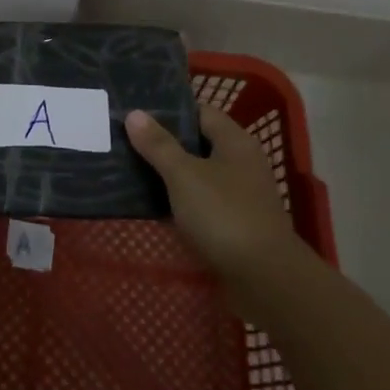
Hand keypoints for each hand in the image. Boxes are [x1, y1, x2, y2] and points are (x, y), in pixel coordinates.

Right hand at [126, 105, 304, 289]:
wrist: (264, 278)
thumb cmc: (224, 215)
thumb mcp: (184, 175)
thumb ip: (158, 145)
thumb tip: (134, 113)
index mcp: (235, 142)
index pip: (200, 112)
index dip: (170, 110)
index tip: (136, 112)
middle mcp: (240, 163)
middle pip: (197, 144)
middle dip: (163, 143)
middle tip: (125, 140)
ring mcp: (238, 195)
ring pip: (196, 175)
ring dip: (168, 174)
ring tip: (129, 169)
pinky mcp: (232, 224)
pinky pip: (199, 203)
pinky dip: (177, 201)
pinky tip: (150, 204)